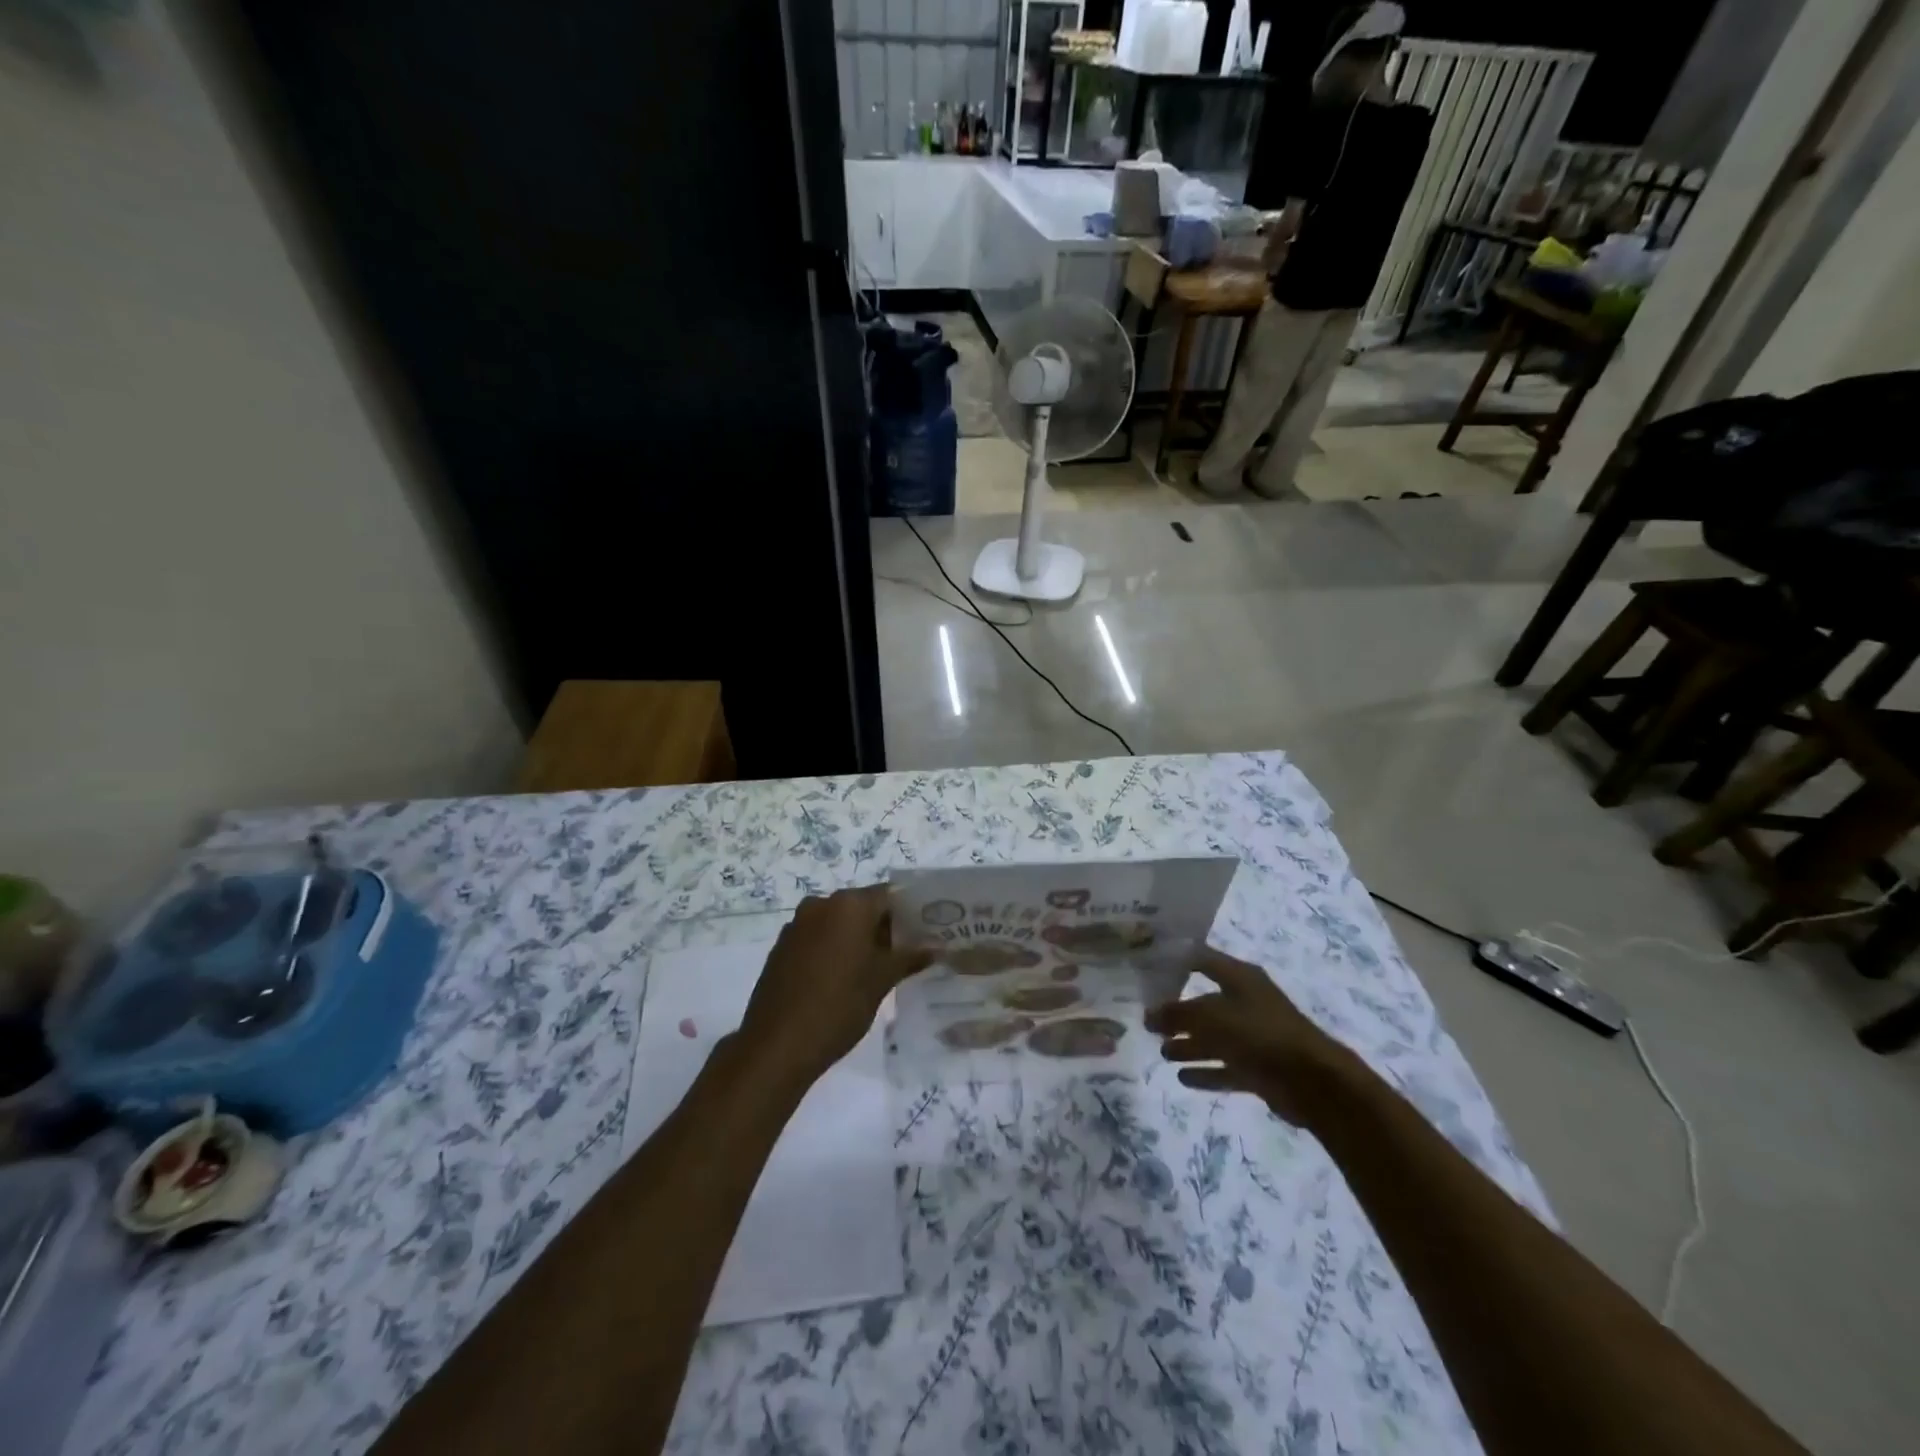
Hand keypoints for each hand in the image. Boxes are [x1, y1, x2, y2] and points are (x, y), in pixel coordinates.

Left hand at [738, 887, 931, 1086]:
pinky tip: (844, 977)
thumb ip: (910, 957)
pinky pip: (817, 938)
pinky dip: (834, 949)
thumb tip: (937, 945)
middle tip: (906, 952)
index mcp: (849, 905)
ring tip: (878, 968)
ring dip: (857, 939)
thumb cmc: (840, 1005)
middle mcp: (821, 904)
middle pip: (862, 907)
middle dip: (884, 926)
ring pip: (838, 923)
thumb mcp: (882, 981)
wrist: (777, 1045)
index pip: (889, 895)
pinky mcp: (782, 947)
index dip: (909, 911)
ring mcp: (797, 925)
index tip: (925, 931)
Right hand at [1145, 948, 1351, 1123]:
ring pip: (1214, 1038)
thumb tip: (1148, 1016)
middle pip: (1205, 1004)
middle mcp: (1246, 1002)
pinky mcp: (1259, 1068)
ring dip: (1188, 1045)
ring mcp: (1254, 1036)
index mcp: (1240, 978)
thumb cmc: (1258, 1032)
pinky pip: (1226, 1067)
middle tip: (1148, 1022)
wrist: (1311, 1080)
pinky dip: (1205, 1071)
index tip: (1149, 968)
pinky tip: (1182, 1077)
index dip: (1177, 961)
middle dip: (1178, 1013)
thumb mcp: (1210, 1016)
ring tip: (1162, 1052)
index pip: (1202, 960)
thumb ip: (1177, 1014)